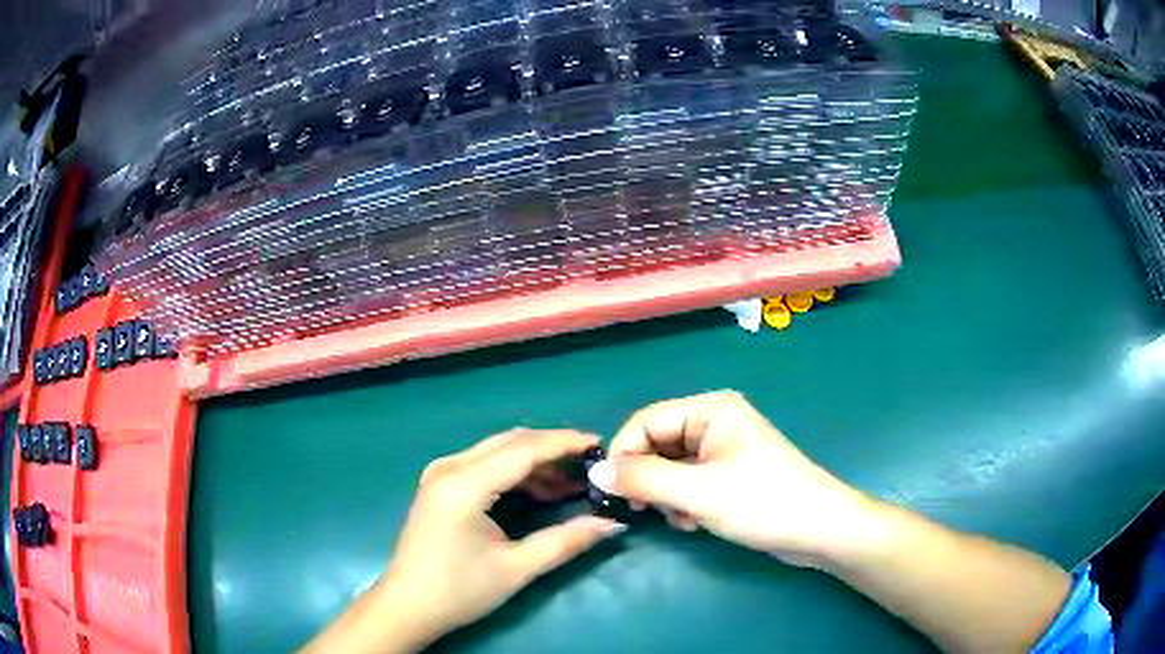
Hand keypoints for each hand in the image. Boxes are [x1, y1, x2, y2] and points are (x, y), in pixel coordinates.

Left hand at [379, 429, 625, 648]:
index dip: (564, 443)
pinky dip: (515, 471)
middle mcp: (449, 468)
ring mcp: (440, 473)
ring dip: (534, 461)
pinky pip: (484, 464)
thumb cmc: (459, 590)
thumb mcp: (516, 568)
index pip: (522, 450)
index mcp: (463, 485)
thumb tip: (611, 524)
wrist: (408, 605)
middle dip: (552, 448)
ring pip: (497, 450)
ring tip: (572, 482)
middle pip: (509, 442)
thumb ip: (565, 542)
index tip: (600, 445)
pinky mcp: (439, 484)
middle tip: (590, 463)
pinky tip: (540, 490)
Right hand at [588, 391, 878, 565]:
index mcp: (710, 410)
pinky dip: (684, 503)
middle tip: (649, 510)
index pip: (646, 421)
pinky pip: (688, 482)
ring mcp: (723, 449)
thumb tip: (595, 470)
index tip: (613, 490)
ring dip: (667, 496)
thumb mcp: (698, 493)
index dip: (624, 454)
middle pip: (657, 445)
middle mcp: (715, 422)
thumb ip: (644, 479)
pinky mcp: (729, 475)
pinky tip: (696, 522)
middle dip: (650, 480)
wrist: (819, 530)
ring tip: (684, 519)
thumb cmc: (762, 503)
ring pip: (670, 468)